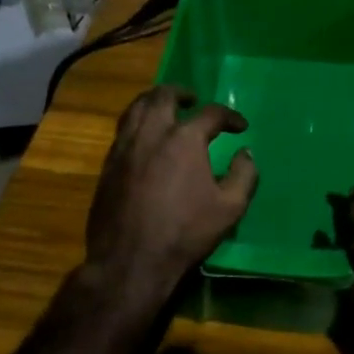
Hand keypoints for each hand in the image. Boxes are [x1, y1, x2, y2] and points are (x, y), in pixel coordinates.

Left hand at [84, 86, 257, 309]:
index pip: (211, 113)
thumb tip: (246, 154)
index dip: (229, 116)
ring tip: (163, 107)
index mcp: (185, 139)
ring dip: (153, 101)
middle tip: (191, 99)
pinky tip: (144, 138)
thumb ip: (244, 175)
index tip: (240, 126)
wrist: (131, 260)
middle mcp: (152, 133)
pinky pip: (122, 131)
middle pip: (163, 96)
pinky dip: (136, 123)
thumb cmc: (185, 233)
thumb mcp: (230, 208)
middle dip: (180, 92)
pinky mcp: (108, 165)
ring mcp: (125, 147)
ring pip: (136, 108)